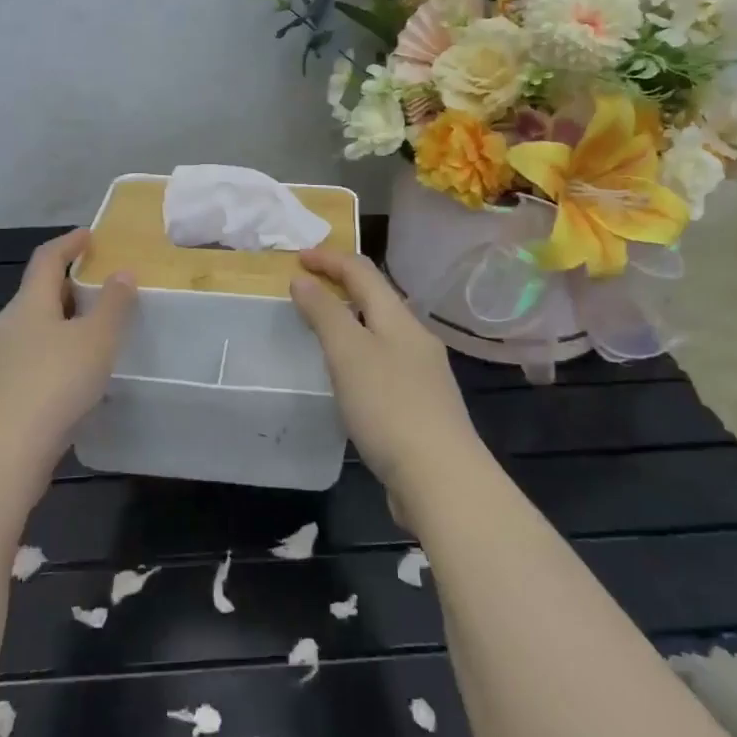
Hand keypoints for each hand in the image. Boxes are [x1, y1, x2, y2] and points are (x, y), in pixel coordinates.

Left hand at [0, 230, 136, 476]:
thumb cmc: (54, 383)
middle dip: (69, 290)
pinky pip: (28, 363)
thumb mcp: (97, 340)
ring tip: (92, 341)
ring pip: (32, 332)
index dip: (69, 244)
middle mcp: (5, 326)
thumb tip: (122, 272)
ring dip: (60, 328)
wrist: (1, 453)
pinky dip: (51, 359)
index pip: (47, 260)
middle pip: (38, 296)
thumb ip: (114, 304)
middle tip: (101, 295)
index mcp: (28, 304)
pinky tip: (70, 382)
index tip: (89, 236)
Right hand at [290, 248, 482, 504]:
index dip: (329, 259)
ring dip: (350, 320)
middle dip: (341, 285)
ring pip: (381, 332)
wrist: (441, 479)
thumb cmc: (389, 406)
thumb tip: (302, 279)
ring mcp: (422, 374)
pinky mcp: (420, 406)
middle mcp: (415, 339)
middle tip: (305, 288)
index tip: (295, 258)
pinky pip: (384, 363)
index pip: (363, 272)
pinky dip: (359, 354)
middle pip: (376, 298)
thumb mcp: (348, 353)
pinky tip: (348, 378)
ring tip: (320, 329)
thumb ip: (325, 313)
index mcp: (399, 319)